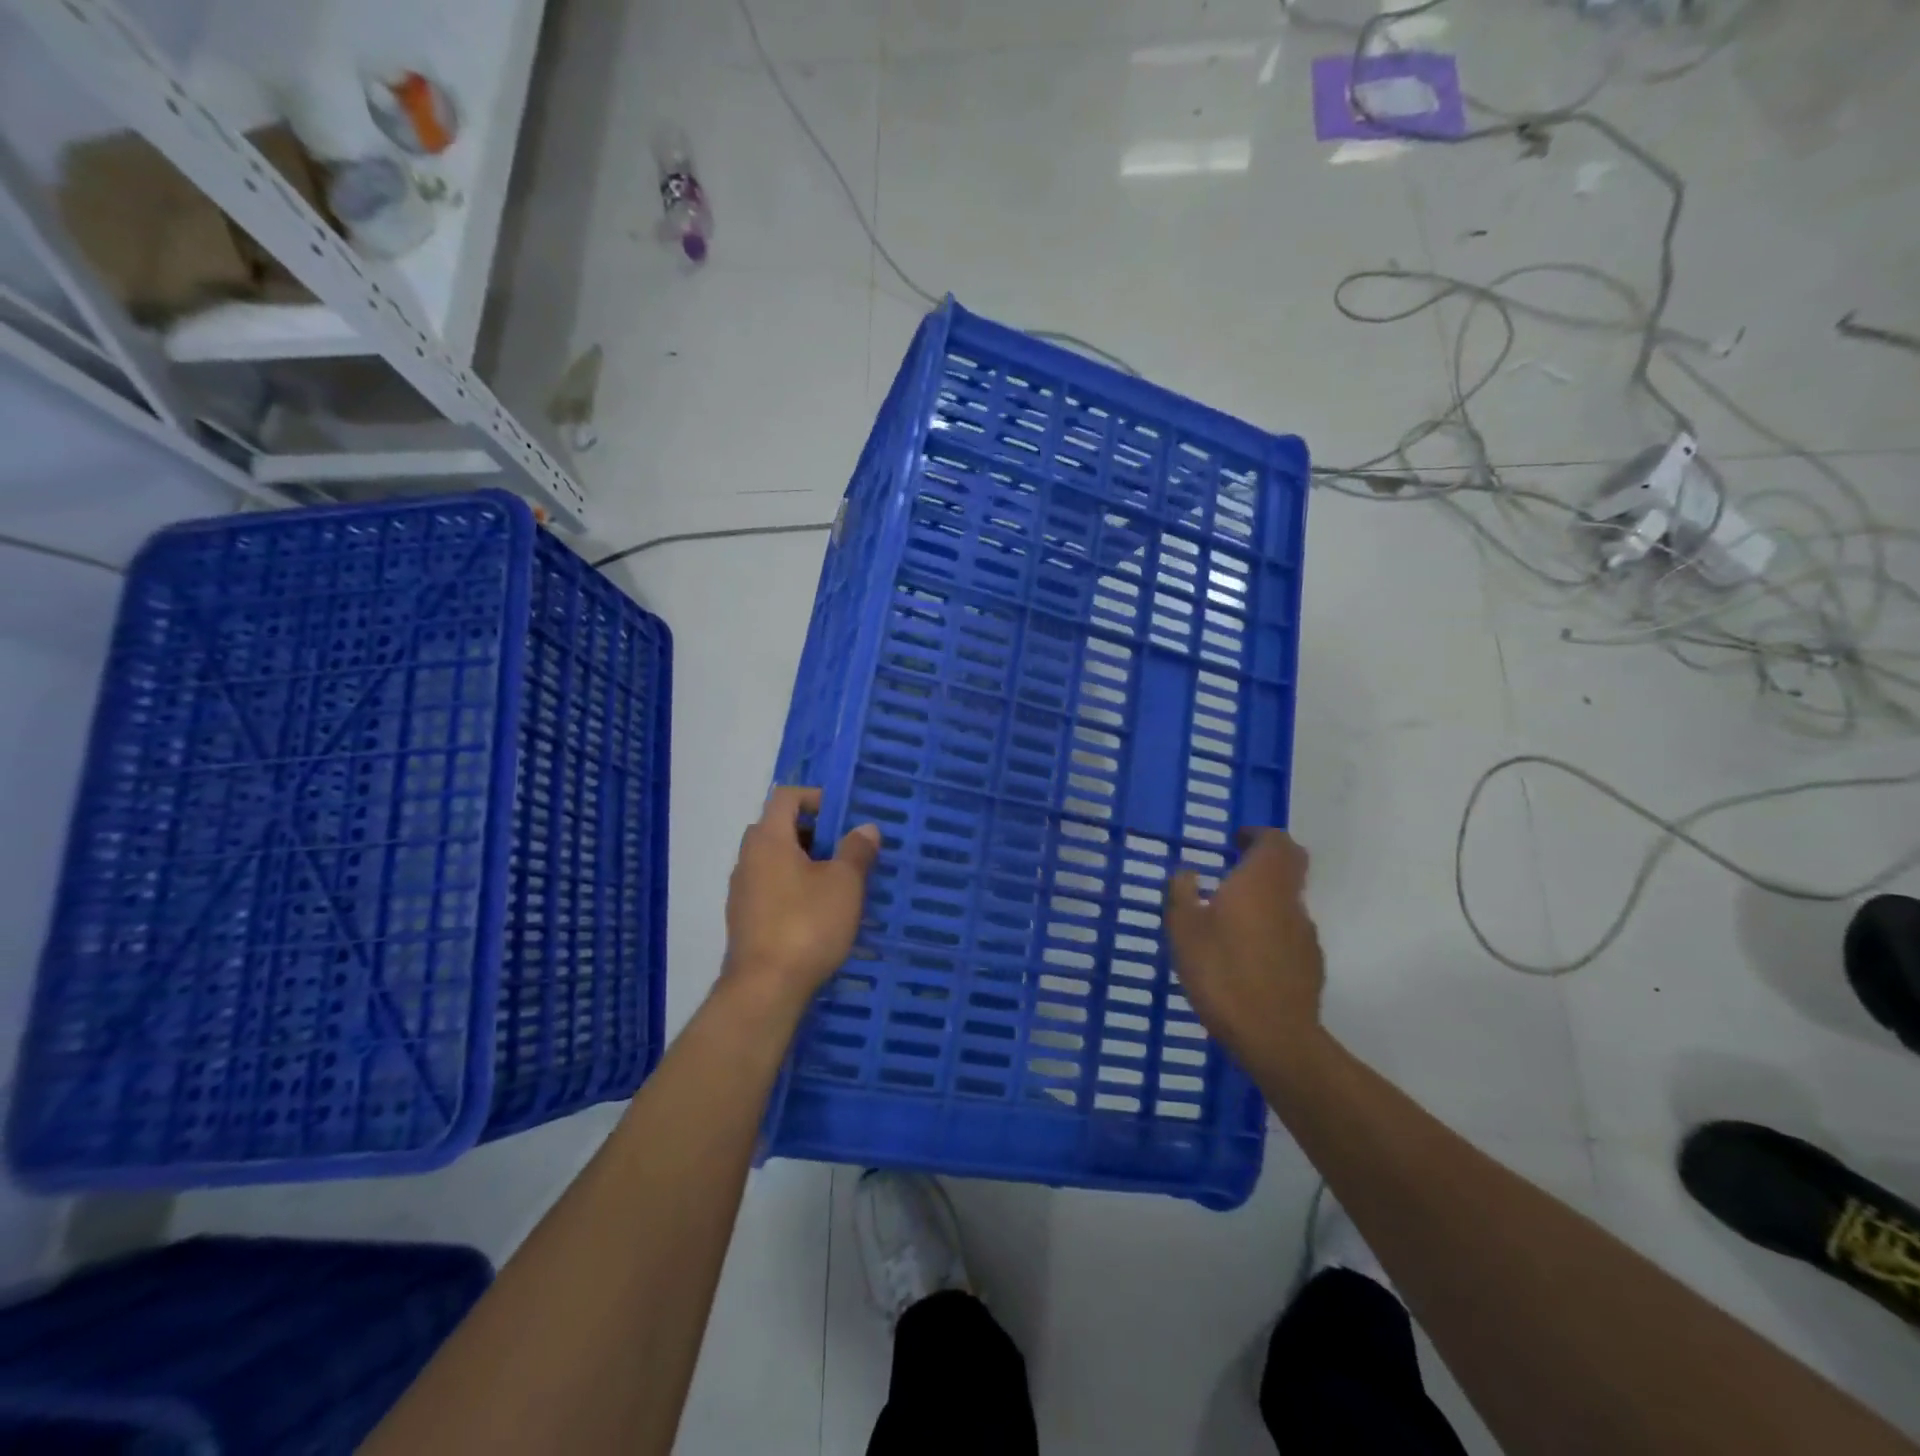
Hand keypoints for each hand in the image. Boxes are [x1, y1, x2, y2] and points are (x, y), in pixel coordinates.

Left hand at [721, 786, 880, 1023]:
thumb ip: (856, 850)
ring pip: (774, 861)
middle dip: (812, 832)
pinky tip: (817, 913)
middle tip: (844, 848)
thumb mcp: (844, 884)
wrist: (765, 989)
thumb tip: (865, 828)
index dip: (816, 797)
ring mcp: (742, 892)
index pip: (785, 797)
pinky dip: (792, 888)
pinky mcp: (744, 920)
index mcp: (768, 840)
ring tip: (837, 883)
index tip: (844, 815)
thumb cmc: (807, 924)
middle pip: (777, 828)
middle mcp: (747, 859)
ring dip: (803, 862)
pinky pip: (770, 888)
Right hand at [1165, 830, 1324, 1065]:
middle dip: (1267, 860)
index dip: (1258, 835)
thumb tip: (1187, 873)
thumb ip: (1182, 894)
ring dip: (1266, 898)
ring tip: (1232, 918)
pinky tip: (1248, 953)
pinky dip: (1272, 929)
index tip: (1236, 840)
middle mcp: (1290, 900)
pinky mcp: (1311, 963)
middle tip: (1238, 867)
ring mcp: (1305, 933)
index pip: (1276, 841)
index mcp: (1261, 883)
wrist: (1273, 1035)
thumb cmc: (1221, 972)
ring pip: (1289, 900)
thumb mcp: (1184, 929)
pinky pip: (1290, 932)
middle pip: (1291, 865)